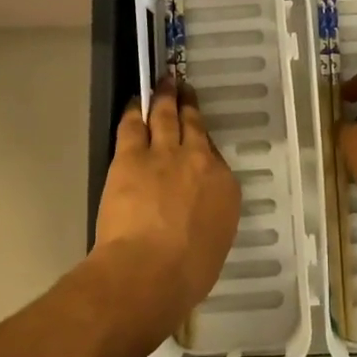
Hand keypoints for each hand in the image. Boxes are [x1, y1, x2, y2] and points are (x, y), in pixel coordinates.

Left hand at [95, 78, 239, 336]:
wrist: (149, 270)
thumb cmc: (187, 274)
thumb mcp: (214, 246)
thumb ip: (209, 220)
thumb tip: (198, 215)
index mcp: (224, 187)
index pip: (214, 157)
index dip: (203, 145)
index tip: (198, 140)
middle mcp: (199, 161)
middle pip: (194, 126)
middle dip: (189, 105)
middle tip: (185, 88)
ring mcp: (165, 153)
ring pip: (166, 116)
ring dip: (165, 97)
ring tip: (165, 82)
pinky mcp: (132, 155)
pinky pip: (134, 125)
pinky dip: (135, 111)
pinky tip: (136, 103)